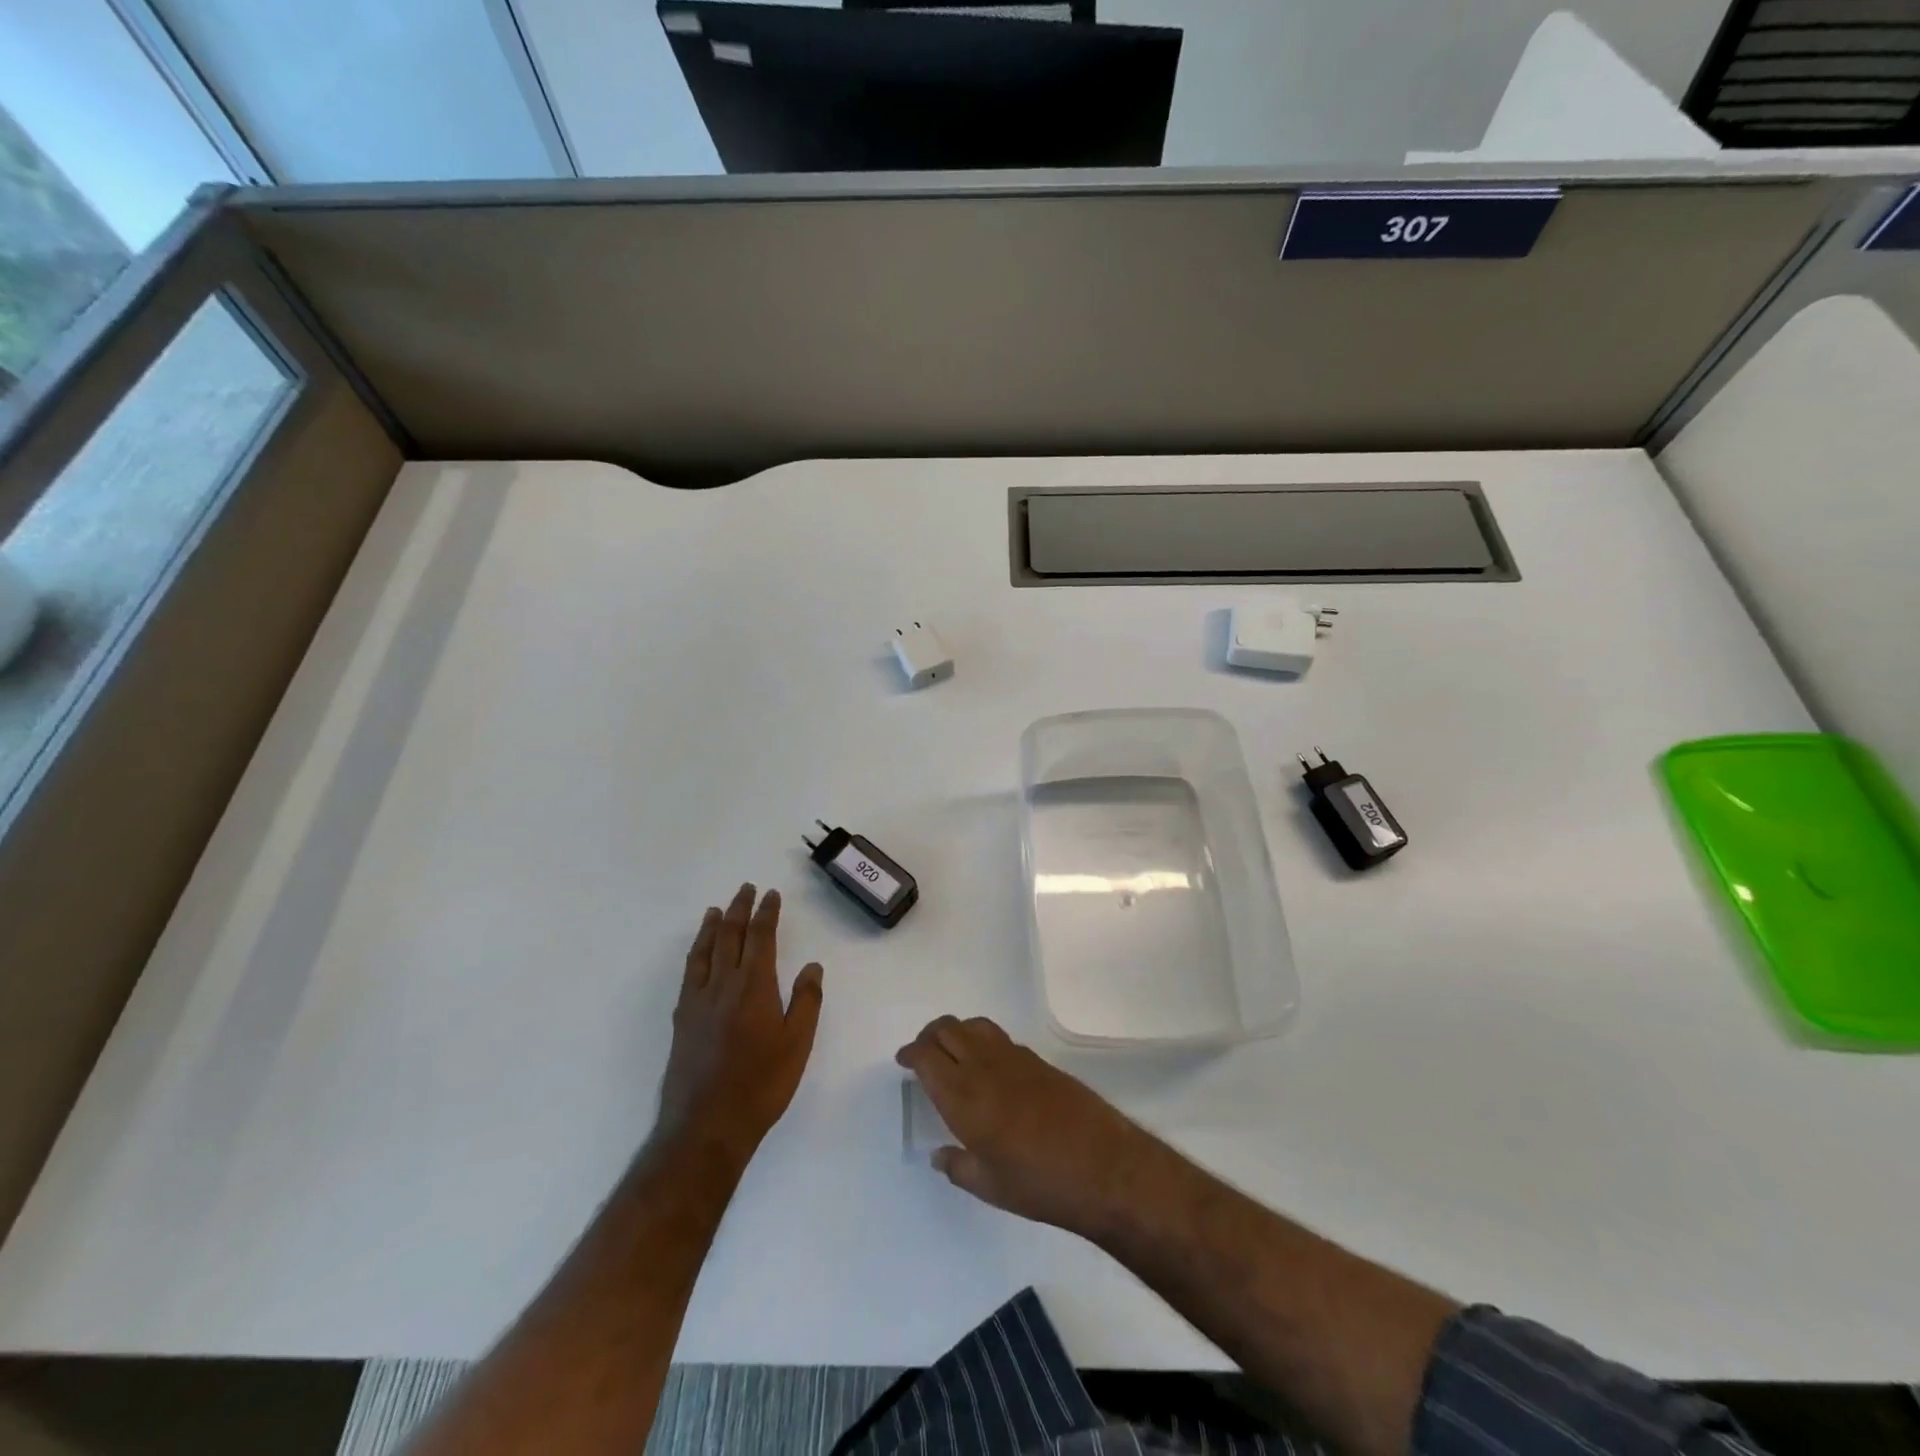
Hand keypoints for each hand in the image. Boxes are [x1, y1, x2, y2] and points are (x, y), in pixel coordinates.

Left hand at [656, 884, 823, 1163]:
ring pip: (705, 951)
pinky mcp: (682, 1020)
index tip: (771, 895)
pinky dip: (695, 953)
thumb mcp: (797, 1044)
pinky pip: (689, 973)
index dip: (766, 913)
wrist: (707, 1126)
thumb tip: (811, 965)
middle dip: (739, 910)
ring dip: (712, 926)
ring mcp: (698, 1001)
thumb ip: (806, 1001)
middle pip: (730, 937)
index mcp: (754, 987)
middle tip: (745, 889)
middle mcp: (723, 985)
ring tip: (716, 909)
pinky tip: (698, 954)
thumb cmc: (761, 1085)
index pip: (761, 938)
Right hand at [896, 1016, 1158, 1237]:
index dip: (911, 1053)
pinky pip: (998, 1037)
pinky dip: (982, 1041)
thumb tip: (939, 1155)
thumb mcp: (989, 1186)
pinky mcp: (1038, 1060)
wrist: (1102, 1166)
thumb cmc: (1039, 1183)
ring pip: (974, 1025)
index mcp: (964, 1097)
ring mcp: (1014, 1058)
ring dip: (956, 1032)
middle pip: (947, 1030)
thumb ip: (957, 1167)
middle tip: (922, 1053)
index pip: (927, 1056)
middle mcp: (984, 1067)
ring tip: (952, 1052)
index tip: (903, 1061)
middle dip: (929, 1036)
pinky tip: (987, 1066)